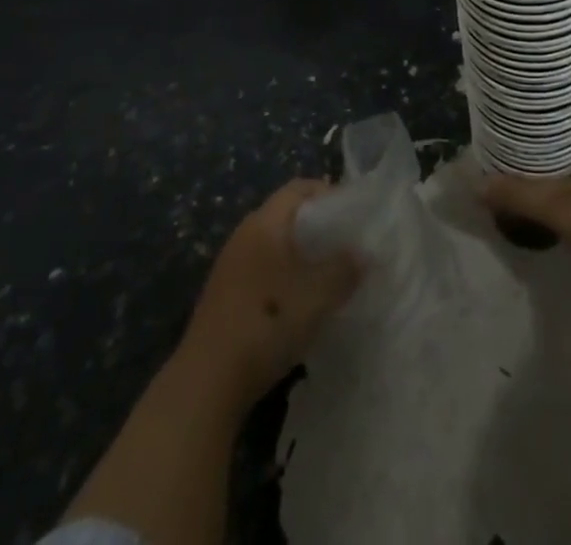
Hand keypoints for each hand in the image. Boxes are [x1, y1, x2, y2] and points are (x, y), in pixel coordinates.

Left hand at [177, 179, 361, 408]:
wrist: (207, 383)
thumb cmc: (267, 322)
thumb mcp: (318, 294)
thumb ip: (345, 268)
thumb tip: (363, 253)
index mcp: (264, 223)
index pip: (299, 188)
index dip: (328, 192)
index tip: (354, 212)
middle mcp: (244, 236)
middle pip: (286, 216)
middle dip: (318, 226)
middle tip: (347, 244)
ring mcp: (231, 268)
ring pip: (275, 247)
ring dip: (302, 256)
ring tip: (330, 275)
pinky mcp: (226, 298)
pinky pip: (264, 272)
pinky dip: (286, 278)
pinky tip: (301, 305)